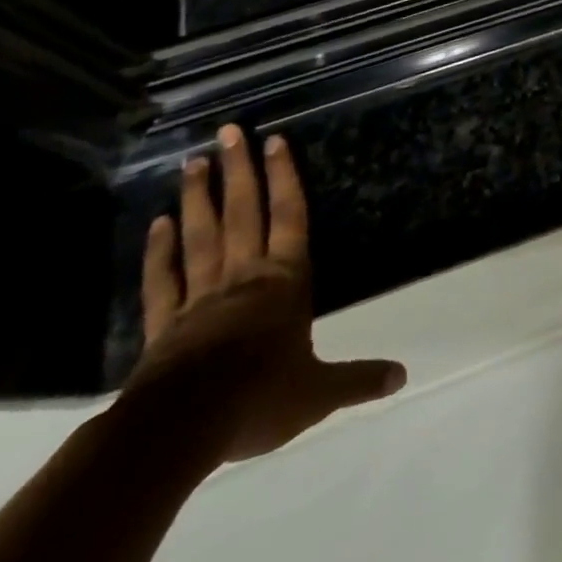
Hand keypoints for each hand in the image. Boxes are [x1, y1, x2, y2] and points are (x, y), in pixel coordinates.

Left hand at [125, 126, 405, 463]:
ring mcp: (200, 297)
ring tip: (193, 161)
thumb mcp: (319, 393)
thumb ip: (359, 380)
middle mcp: (245, 276)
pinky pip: (163, 280)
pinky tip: (157, 224)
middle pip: (243, 212)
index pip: (289, 216)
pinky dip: (158, 251)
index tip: (274, 140)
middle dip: (239, 170)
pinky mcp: (164, 325)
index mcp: (285, 282)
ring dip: (198, 197)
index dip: (284, 177)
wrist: (181, 431)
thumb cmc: (258, 398)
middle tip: (229, 130)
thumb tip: (403, 377)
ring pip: (201, 236)